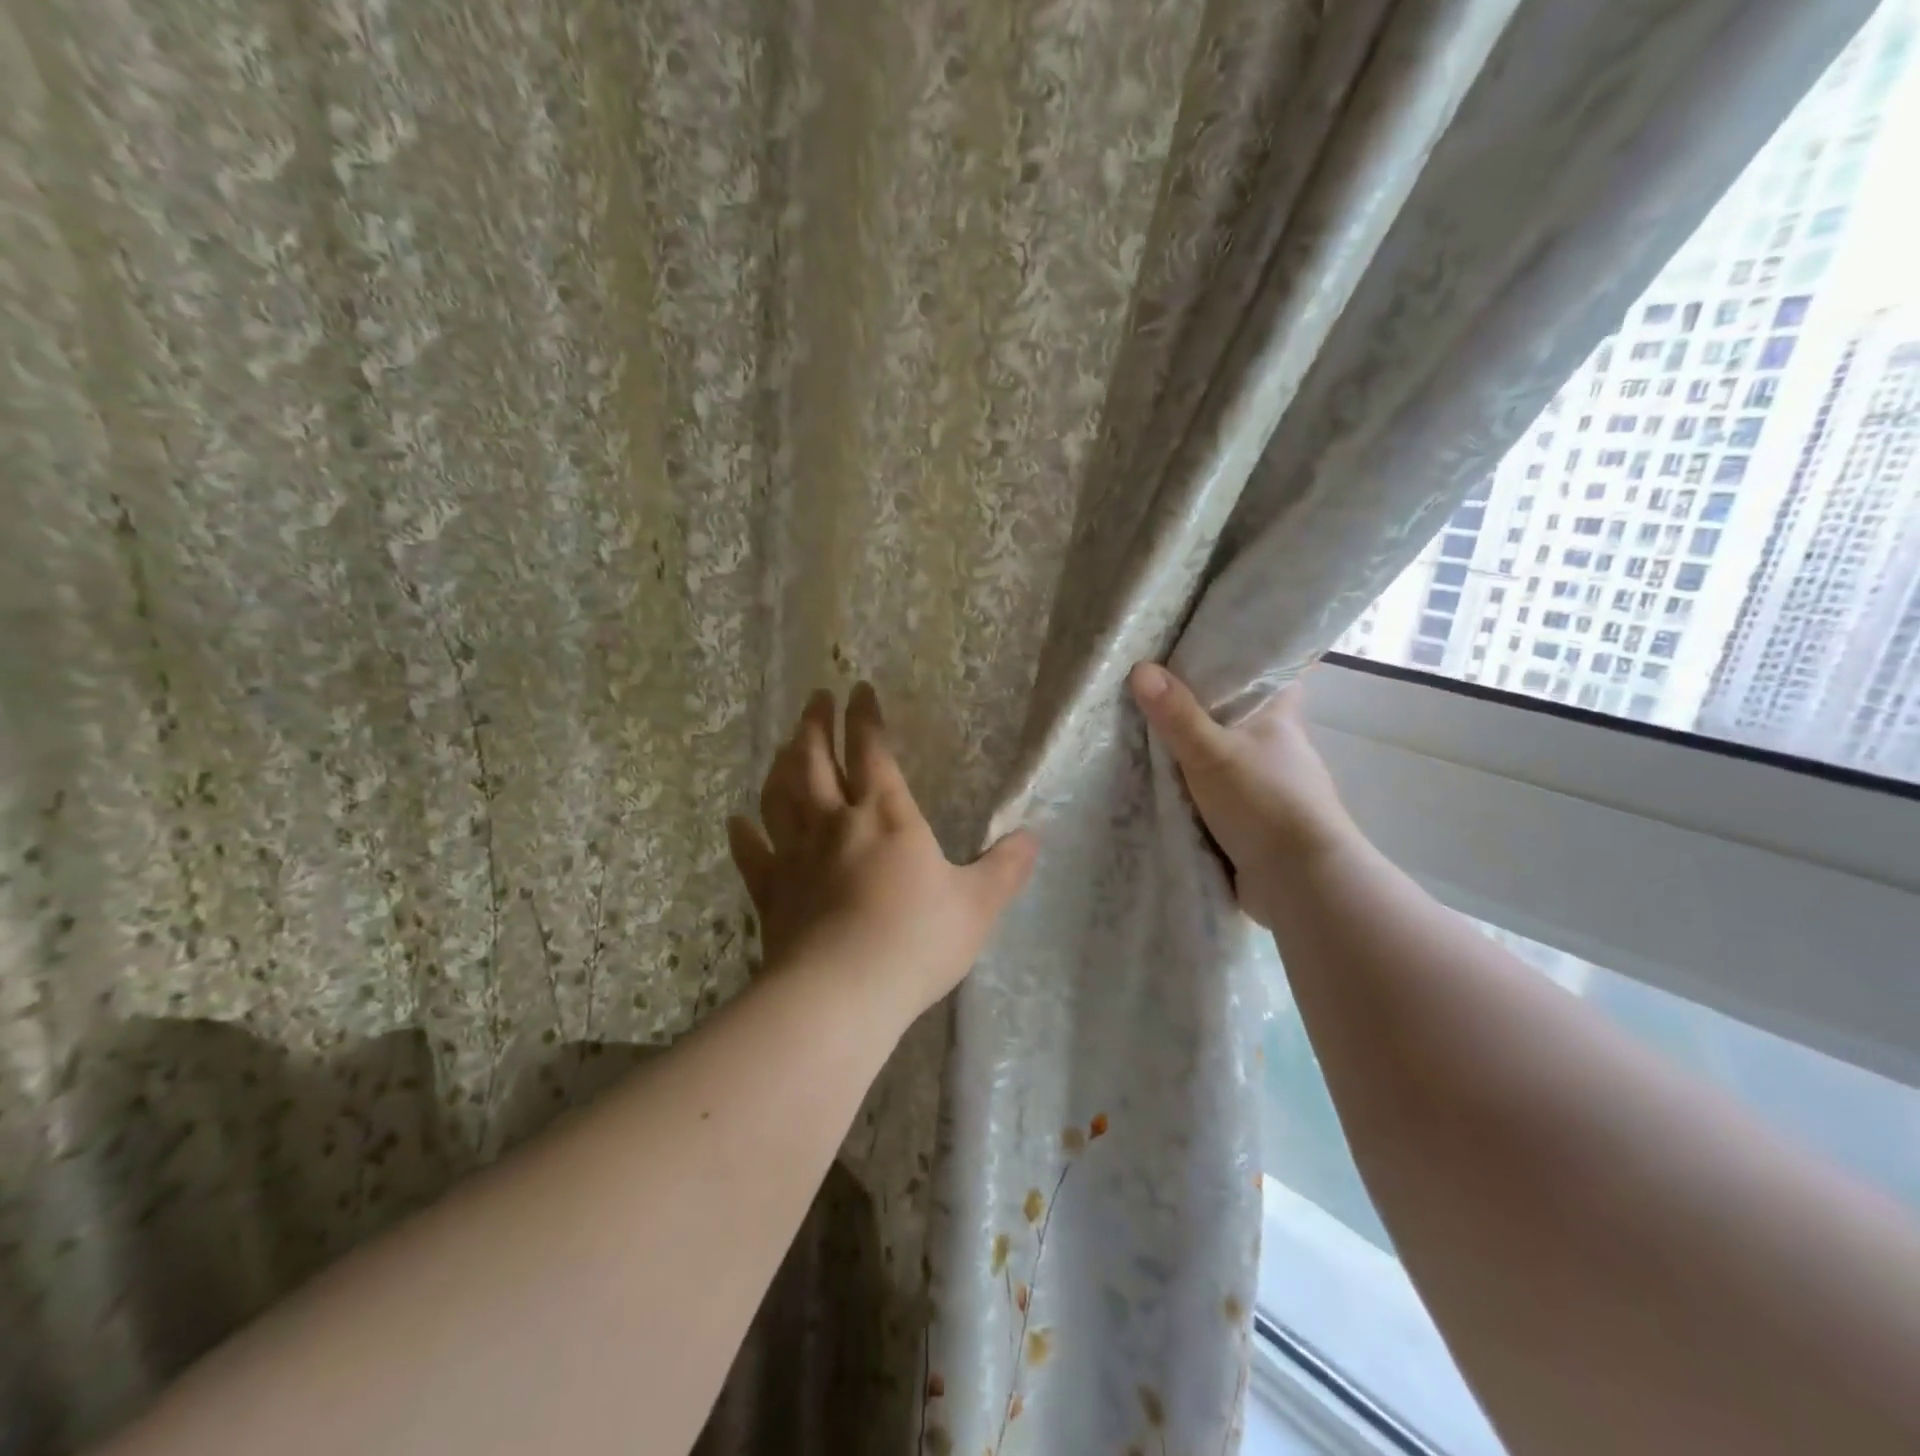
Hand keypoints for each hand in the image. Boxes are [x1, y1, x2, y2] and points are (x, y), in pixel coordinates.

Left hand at [727, 683, 1038, 1025]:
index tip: (858, 689)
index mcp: (886, 816)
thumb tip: (1033, 837)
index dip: (865, 717)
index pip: (872, 751)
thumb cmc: (916, 941)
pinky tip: (737, 821)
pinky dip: (743, 834)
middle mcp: (835, 823)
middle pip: (816, 761)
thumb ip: (1005, 869)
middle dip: (816, 725)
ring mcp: (796, 856)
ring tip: (785, 744)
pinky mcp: (770, 892)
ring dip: (782, 764)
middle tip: (815, 699)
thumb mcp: (977, 906)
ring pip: (780, 796)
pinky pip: (752, 854)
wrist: (841, 994)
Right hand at [1129, 663, 1359, 926]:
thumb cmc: (1264, 802)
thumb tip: (1140, 668)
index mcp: (1278, 716)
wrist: (1300, 882)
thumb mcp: (1211, 753)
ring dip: (1192, 749)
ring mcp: (1265, 783)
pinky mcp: (1252, 817)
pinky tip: (1158, 780)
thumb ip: (1176, 715)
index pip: (1266, 671)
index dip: (1237, 657)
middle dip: (1199, 704)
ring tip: (1143, 729)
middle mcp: (1275, 744)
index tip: (1197, 646)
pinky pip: (1213, 790)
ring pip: (1222, 753)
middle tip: (1152, 686)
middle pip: (1234, 712)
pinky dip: (1191, 786)